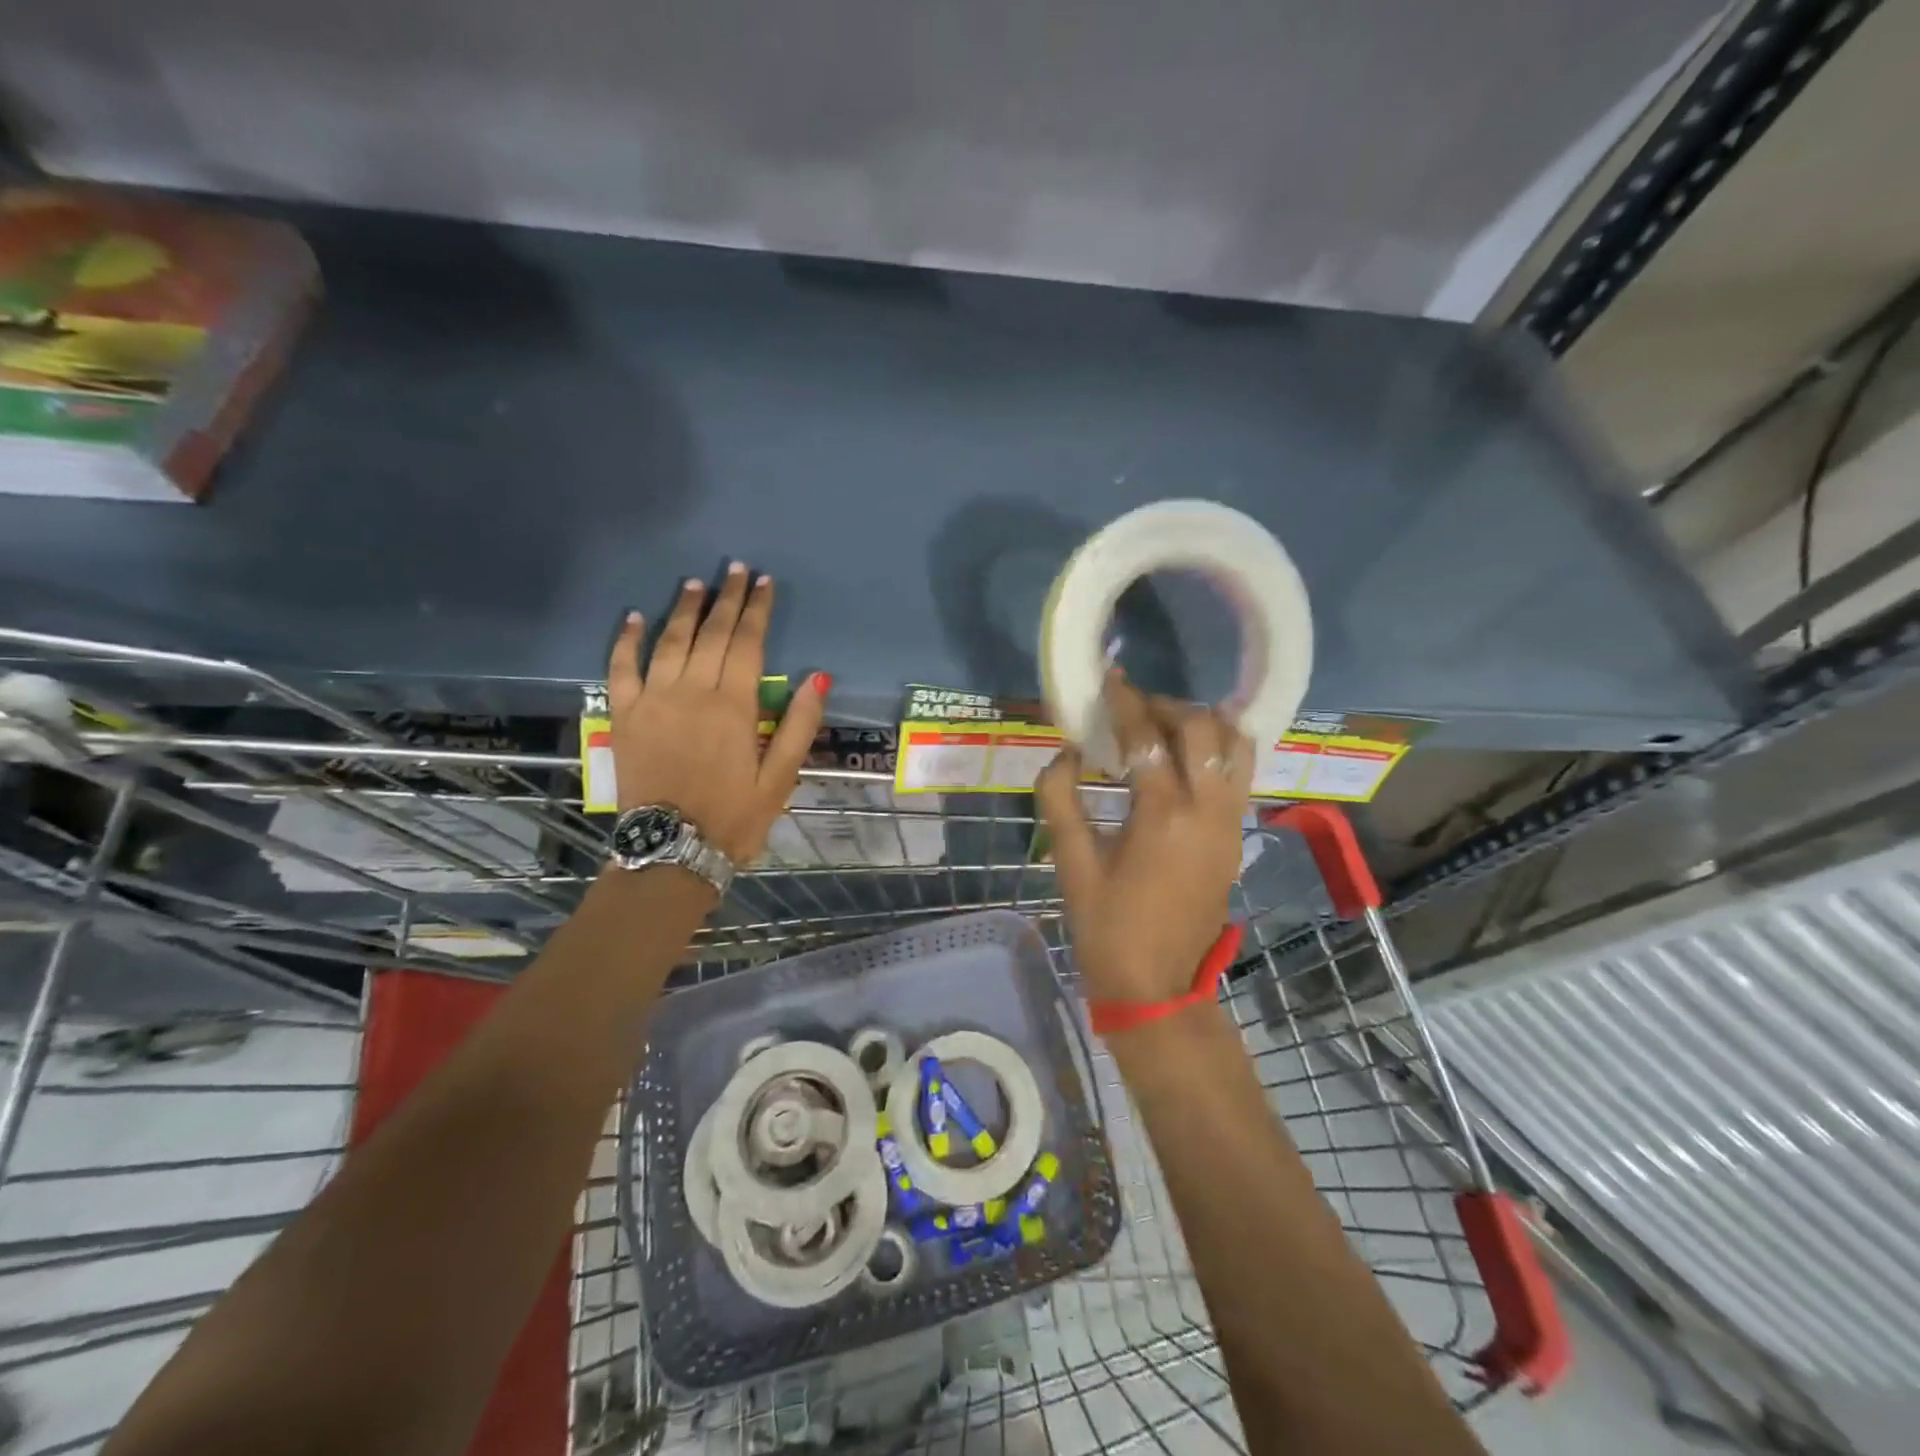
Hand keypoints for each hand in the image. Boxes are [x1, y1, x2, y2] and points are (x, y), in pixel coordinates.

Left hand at [607, 563, 827, 863]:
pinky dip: (626, 641)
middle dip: (726, 599)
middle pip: (710, 634)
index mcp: (733, 706)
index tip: (764, 583)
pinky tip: (632, 617)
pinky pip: (620, 669)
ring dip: (683, 609)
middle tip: (735, 569)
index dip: (757, 610)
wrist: (671, 851)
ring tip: (696, 583)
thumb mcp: (780, 778)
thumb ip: (797, 725)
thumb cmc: (734, 816)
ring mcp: (652, 701)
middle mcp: (691, 692)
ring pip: (668, 642)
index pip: (747, 643)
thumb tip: (817, 676)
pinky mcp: (623, 716)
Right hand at [1035, 668, 1253, 1006]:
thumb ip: (1061, 800)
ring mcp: (1231, 824)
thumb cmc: (1106, 928)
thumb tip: (1066, 752)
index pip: (1148, 739)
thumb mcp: (1071, 864)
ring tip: (1165, 725)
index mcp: (1163, 817)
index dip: (1126, 702)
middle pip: (1203, 730)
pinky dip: (1220, 749)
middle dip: (1167, 706)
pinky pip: (1240, 773)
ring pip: (1236, 746)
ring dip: (1203, 723)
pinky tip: (1189, 754)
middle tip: (1132, 707)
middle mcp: (1208, 811)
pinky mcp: (1237, 837)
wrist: (1157, 986)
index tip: (1110, 678)